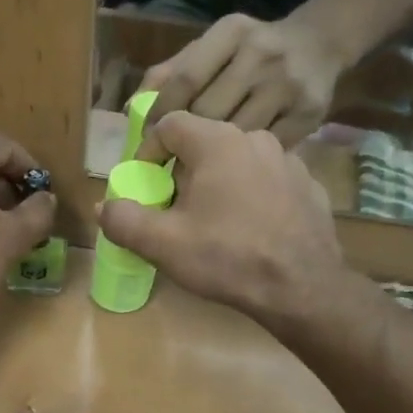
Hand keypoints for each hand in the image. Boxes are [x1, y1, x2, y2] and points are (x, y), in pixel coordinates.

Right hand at [101, 112, 344, 321]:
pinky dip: (251, 197)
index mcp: (218, 142)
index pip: (170, 124)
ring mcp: (289, 161)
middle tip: (173, 207)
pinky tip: (249, 230)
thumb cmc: (228, 258)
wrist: (303, 289)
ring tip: (212, 221)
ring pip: (238, 162)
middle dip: (181, 170)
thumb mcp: (163, 244)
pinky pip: (268, 182)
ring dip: (218, 183)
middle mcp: (256, 139)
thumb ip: (123, 220)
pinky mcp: (309, 187)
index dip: (148, 151)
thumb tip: (104, 206)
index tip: (144, 184)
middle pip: (205, 143)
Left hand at [138, 13, 342, 157]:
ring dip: (212, 160)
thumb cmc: (249, 51)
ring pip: (236, 134)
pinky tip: (232, 173)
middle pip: (209, 110)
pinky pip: (265, 148)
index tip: (147, 140)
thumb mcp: (212, 48)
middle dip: (183, 142)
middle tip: (165, 167)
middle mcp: (261, 53)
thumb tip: (132, 109)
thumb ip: (171, 73)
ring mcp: (287, 84)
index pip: (185, 78)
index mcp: (231, 32)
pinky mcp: (309, 113)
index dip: (161, 114)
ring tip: (193, 175)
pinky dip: (245, 164)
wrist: (319, 44)